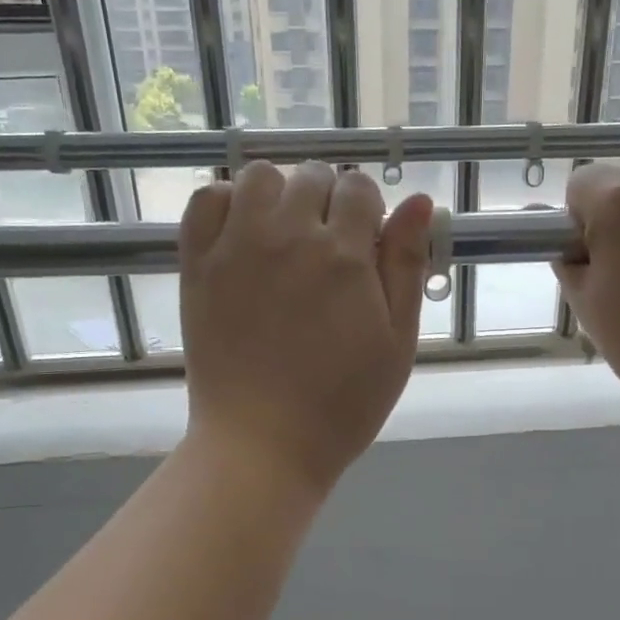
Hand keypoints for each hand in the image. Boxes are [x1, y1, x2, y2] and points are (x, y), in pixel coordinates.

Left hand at [180, 160, 432, 495]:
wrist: (263, 443)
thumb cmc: (342, 403)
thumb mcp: (397, 342)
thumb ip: (406, 266)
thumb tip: (420, 202)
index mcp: (344, 255)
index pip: (359, 188)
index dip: (368, 209)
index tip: (366, 243)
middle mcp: (288, 236)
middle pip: (312, 175)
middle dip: (328, 199)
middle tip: (329, 246)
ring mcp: (236, 247)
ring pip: (259, 177)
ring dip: (278, 193)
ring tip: (285, 234)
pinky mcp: (198, 265)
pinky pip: (205, 201)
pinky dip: (226, 203)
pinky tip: (242, 233)